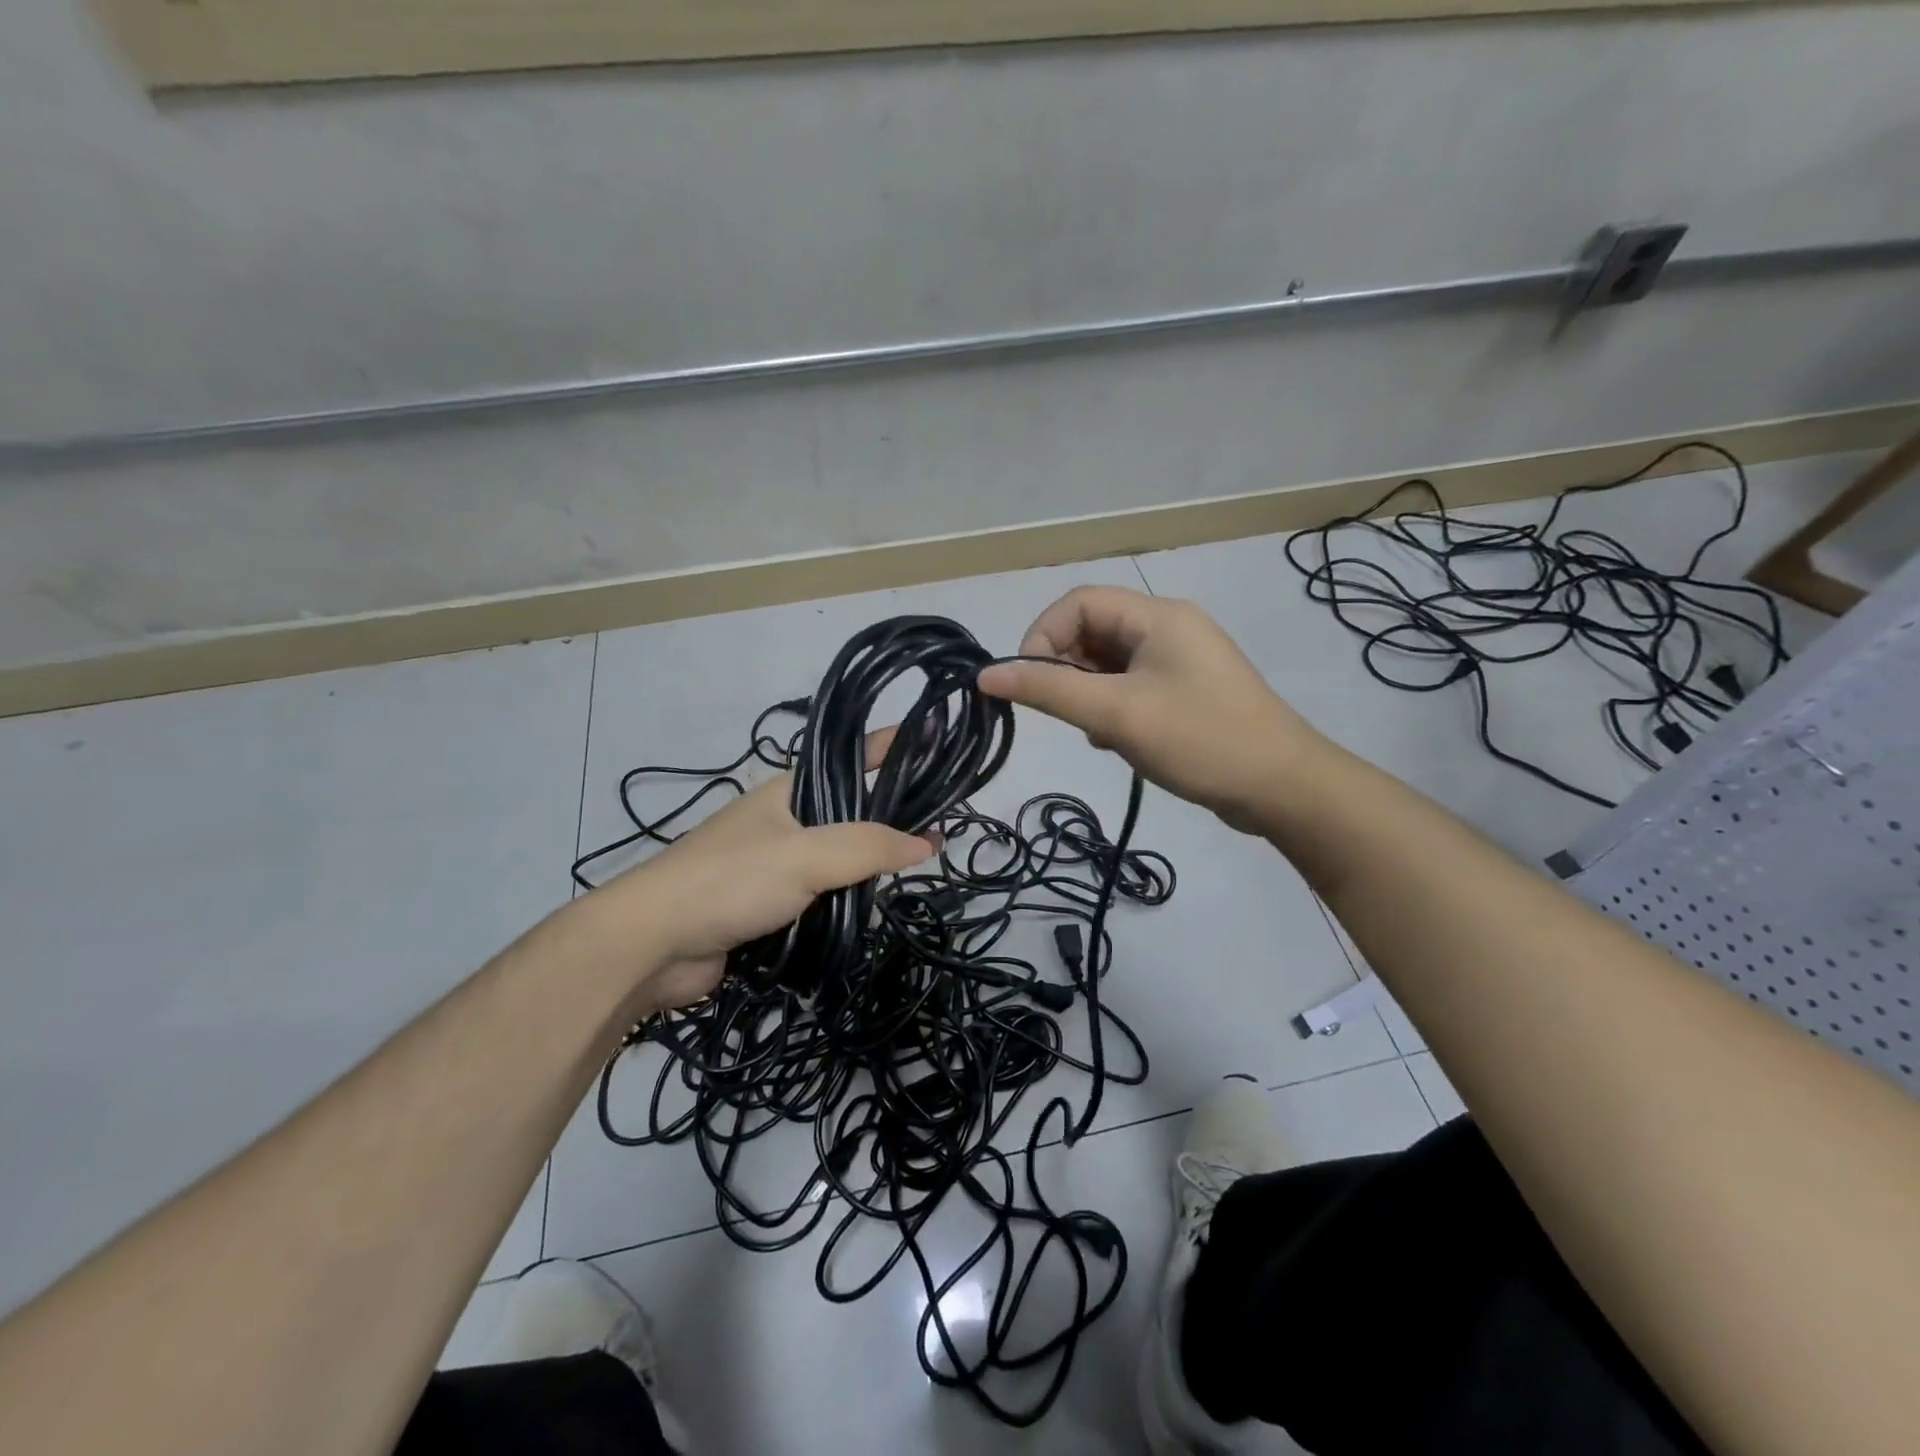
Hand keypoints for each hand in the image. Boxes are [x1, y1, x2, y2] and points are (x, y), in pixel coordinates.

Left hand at [583, 730, 935, 1011]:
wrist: (653, 944)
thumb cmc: (730, 881)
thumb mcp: (806, 855)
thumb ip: (868, 846)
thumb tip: (926, 844)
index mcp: (791, 791)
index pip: (853, 756)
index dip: (893, 745)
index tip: (936, 742)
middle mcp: (786, 821)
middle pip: (851, 811)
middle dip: (892, 816)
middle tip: (942, 828)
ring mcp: (776, 864)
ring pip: (838, 858)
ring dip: (870, 866)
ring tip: (918, 871)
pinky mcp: (770, 906)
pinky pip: (822, 896)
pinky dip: (847, 901)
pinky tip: (874, 909)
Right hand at [978, 586, 1324, 833]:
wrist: (1282, 788)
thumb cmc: (1199, 740)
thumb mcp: (1117, 714)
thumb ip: (1049, 690)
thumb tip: (986, 674)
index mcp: (1157, 617)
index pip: (1078, 603)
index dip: (1043, 636)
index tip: (1030, 683)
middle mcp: (1169, 628)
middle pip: (1093, 631)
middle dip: (1067, 670)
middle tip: (1067, 713)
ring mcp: (1180, 661)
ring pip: (1109, 663)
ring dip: (1088, 694)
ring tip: (1098, 731)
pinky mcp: (1186, 691)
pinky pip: (1131, 686)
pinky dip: (1112, 708)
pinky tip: (1118, 742)